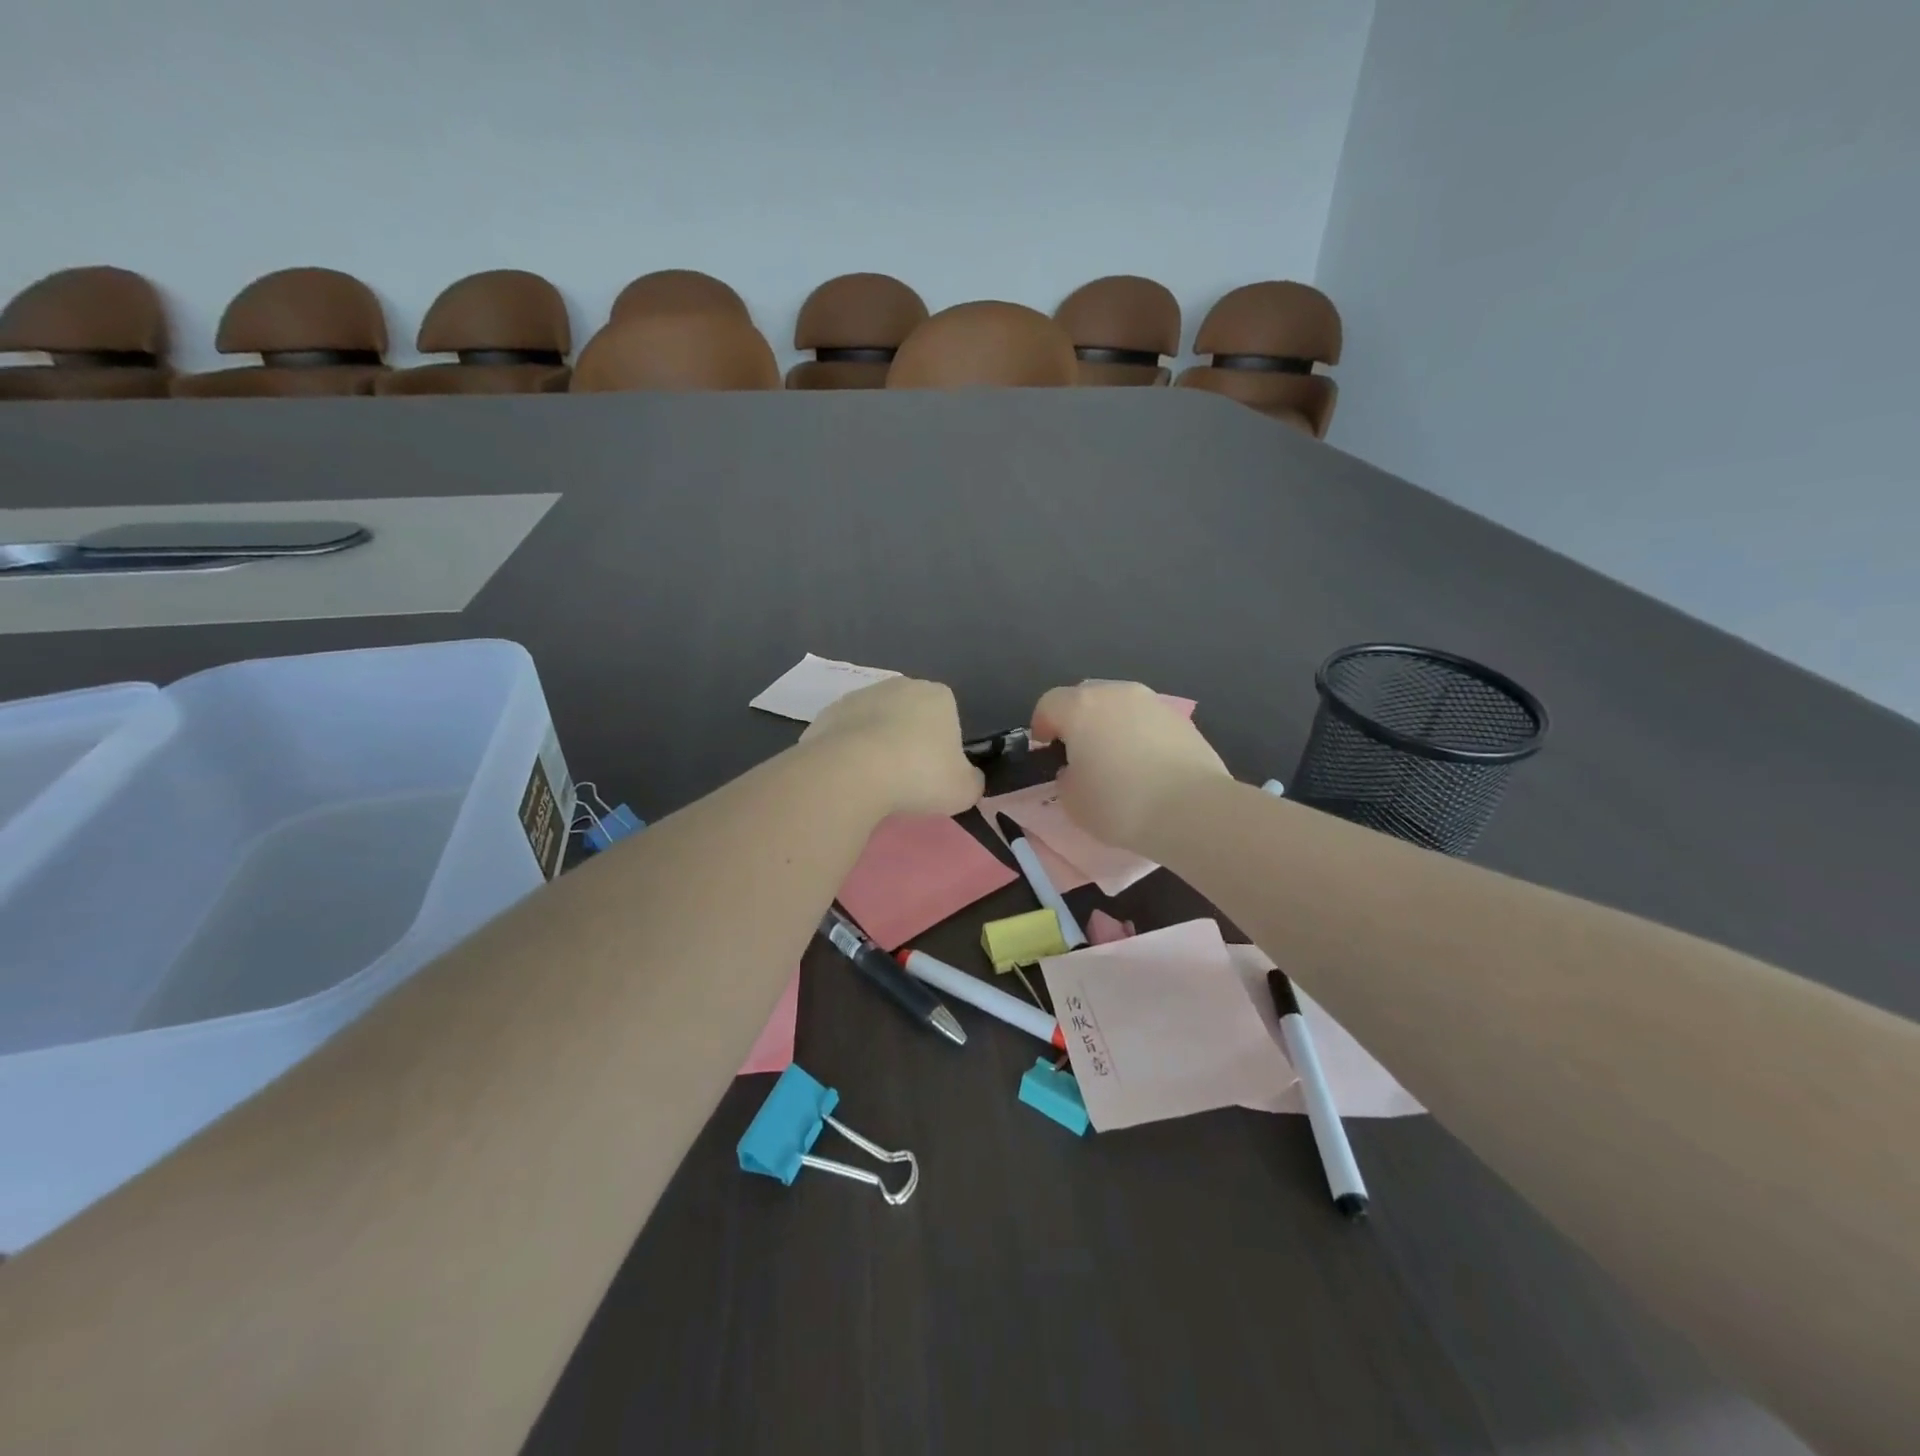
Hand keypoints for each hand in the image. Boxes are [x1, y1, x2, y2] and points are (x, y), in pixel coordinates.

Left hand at [801, 677, 983, 818]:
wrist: (852, 772)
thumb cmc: (918, 775)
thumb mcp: (964, 790)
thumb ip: (972, 781)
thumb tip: (969, 778)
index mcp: (938, 695)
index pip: (948, 716)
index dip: (944, 746)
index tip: (936, 773)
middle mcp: (900, 685)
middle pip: (910, 715)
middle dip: (909, 740)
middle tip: (907, 779)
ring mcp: (860, 696)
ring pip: (876, 723)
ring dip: (877, 745)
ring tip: (875, 782)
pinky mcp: (827, 713)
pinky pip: (846, 735)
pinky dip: (848, 752)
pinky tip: (849, 777)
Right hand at [1031, 681, 1229, 848]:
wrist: (1192, 810)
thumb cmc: (1120, 804)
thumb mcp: (1072, 802)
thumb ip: (1066, 778)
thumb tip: (1077, 770)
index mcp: (1081, 707)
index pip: (1048, 704)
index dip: (1042, 727)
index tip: (1046, 752)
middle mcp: (1116, 693)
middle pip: (1086, 698)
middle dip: (1078, 721)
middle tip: (1080, 755)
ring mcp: (1153, 702)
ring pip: (1120, 707)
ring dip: (1111, 726)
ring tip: (1117, 761)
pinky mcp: (1181, 720)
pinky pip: (1147, 722)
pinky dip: (1140, 736)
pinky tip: (1147, 766)